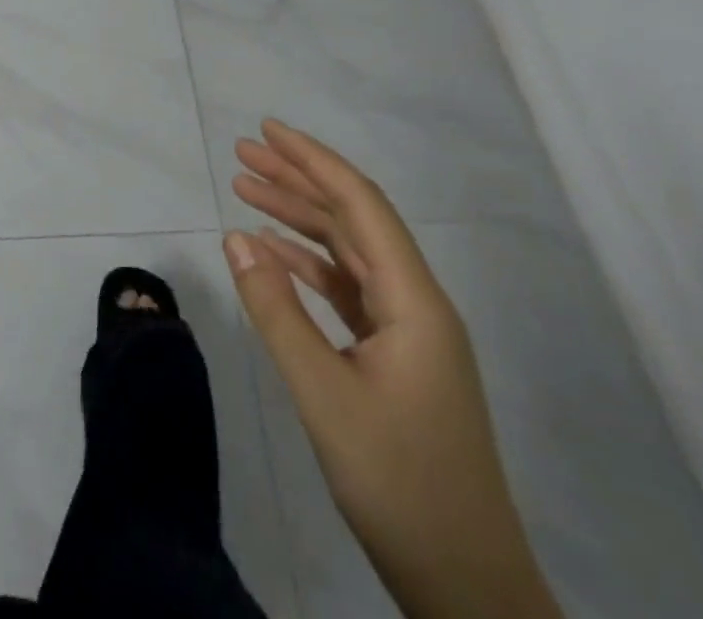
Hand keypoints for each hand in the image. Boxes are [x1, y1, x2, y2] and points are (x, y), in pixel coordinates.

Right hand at [224, 119, 560, 618]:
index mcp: (415, 301)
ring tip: (246, 190)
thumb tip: (235, 236)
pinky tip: (272, 254)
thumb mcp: (323, 393)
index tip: (266, 130)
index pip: (360, 204)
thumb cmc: (399, 484)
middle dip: (298, 180)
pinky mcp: (394, 358)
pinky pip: (347, 290)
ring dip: (299, 219)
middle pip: (353, 219)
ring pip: (348, 252)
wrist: (467, 588)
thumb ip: (276, 310)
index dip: (313, 160)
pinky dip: (307, 265)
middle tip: (243, 153)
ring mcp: (408, 332)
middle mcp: (416, 303)